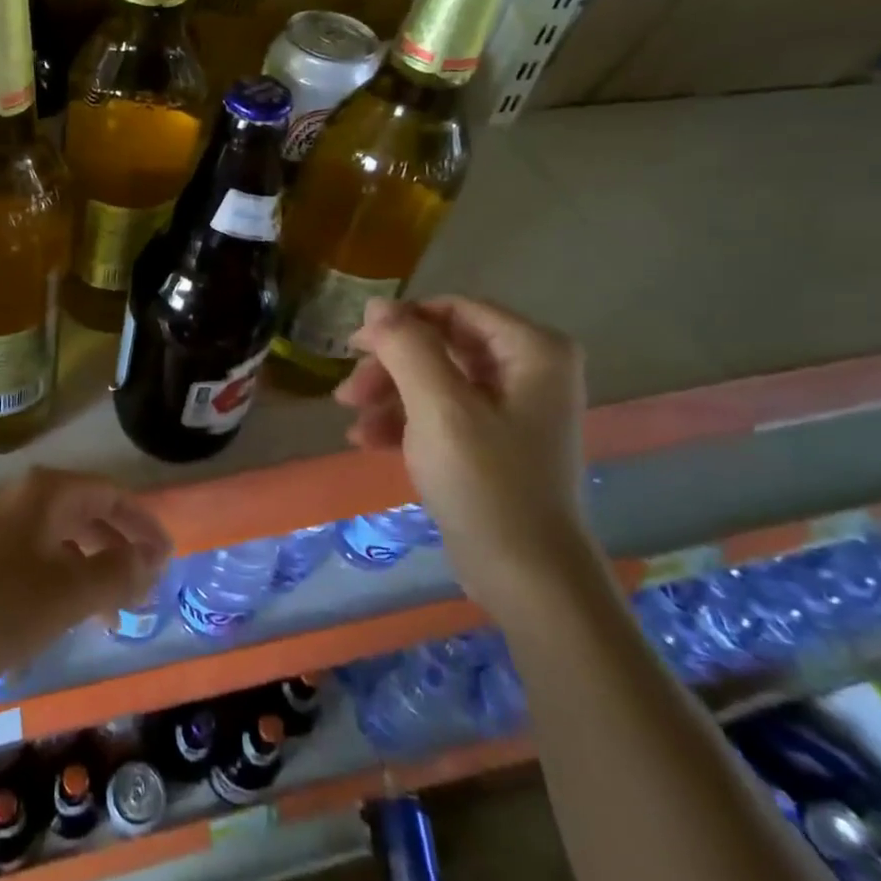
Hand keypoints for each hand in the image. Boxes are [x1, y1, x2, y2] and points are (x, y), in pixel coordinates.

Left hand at [0, 467, 171, 684]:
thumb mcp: (67, 593)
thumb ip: (117, 573)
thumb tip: (152, 559)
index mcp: (48, 493)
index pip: (112, 495)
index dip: (144, 525)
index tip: (167, 557)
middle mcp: (22, 496)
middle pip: (86, 513)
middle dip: (118, 550)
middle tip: (141, 588)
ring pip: (58, 538)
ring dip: (89, 569)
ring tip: (106, 613)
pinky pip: (32, 555)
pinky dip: (57, 578)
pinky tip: (57, 615)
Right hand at [335, 296, 594, 614]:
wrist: (526, 576)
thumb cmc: (486, 481)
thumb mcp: (438, 406)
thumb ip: (405, 346)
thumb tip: (375, 304)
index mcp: (533, 350)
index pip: (454, 310)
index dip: (400, 323)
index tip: (354, 346)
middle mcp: (529, 370)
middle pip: (441, 345)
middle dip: (389, 367)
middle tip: (347, 392)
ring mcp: (513, 408)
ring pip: (435, 379)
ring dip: (389, 396)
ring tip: (352, 423)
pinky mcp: (495, 441)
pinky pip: (442, 412)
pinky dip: (405, 421)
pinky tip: (367, 441)